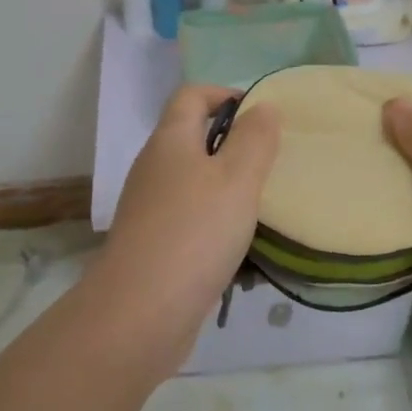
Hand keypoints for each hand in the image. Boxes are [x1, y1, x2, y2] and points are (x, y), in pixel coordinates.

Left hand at [93, 85, 280, 367]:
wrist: (138, 315)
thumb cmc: (194, 233)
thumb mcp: (237, 178)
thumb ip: (254, 139)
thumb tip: (262, 107)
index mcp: (170, 140)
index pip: (192, 95)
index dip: (226, 95)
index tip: (262, 117)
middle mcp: (155, 167)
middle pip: (194, 138)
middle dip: (235, 146)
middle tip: (273, 165)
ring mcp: (150, 208)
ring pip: (196, 184)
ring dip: (229, 191)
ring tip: (266, 209)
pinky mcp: (154, 245)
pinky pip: (192, 222)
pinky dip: (217, 227)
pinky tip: (243, 253)